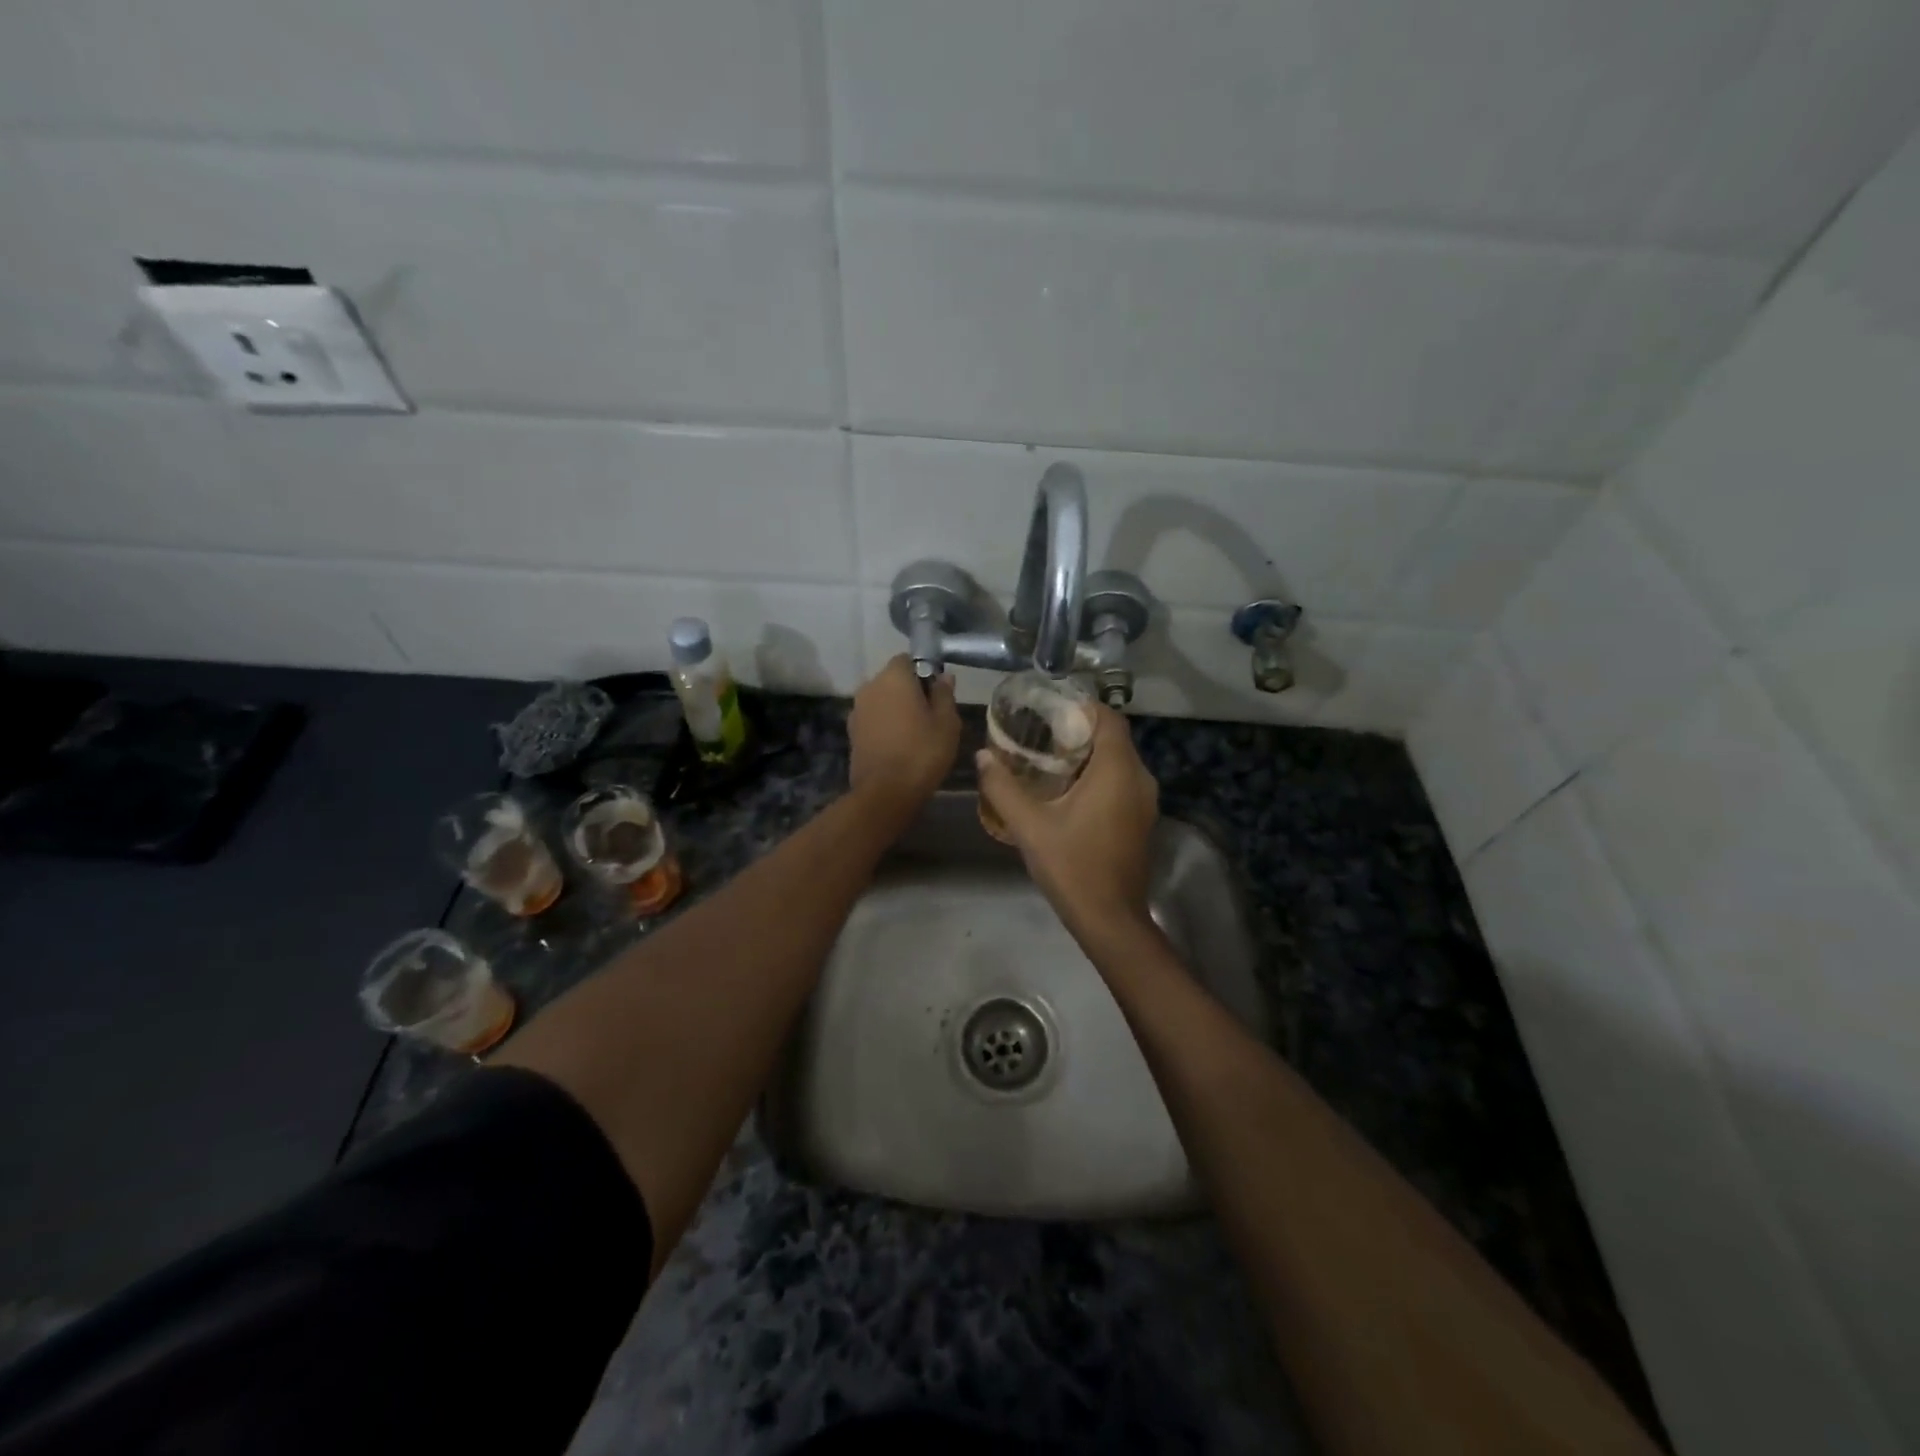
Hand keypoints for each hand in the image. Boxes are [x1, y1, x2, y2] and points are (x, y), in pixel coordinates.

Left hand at [848, 656, 960, 823]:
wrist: (885, 793)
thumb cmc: (922, 752)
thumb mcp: (947, 723)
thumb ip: (944, 694)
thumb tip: (944, 676)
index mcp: (893, 677)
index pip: (908, 659)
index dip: (924, 672)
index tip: (937, 692)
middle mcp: (870, 686)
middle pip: (892, 679)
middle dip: (909, 691)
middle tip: (931, 714)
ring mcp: (857, 710)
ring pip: (881, 700)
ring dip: (896, 709)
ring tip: (915, 732)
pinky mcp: (851, 732)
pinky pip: (873, 719)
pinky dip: (885, 725)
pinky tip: (899, 744)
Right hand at [975, 704, 1158, 939]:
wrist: (1110, 919)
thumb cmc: (1072, 866)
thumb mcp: (1029, 825)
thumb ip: (1003, 787)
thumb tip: (982, 756)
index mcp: (1117, 770)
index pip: (1108, 718)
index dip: (1081, 707)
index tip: (1049, 710)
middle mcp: (1139, 779)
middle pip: (1113, 738)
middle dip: (1079, 731)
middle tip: (1040, 733)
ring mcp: (1145, 801)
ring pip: (1118, 762)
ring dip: (1089, 755)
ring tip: (1048, 759)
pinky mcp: (1142, 820)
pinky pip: (1122, 782)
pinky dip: (1099, 776)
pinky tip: (1068, 791)